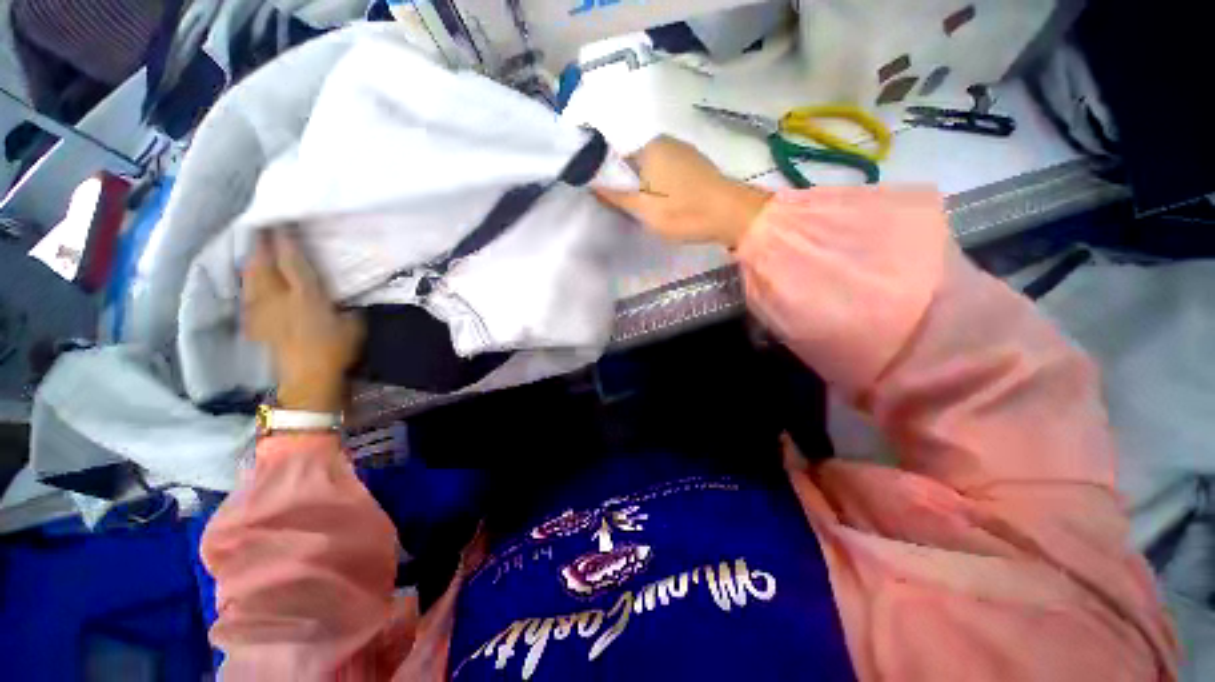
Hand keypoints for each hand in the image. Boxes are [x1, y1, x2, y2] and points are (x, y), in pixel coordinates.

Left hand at [242, 230, 363, 411]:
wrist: (307, 379)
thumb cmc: (335, 351)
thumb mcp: (353, 325)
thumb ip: (345, 307)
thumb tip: (341, 298)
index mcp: (306, 296)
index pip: (292, 261)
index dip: (286, 241)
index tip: (281, 223)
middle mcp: (278, 298)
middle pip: (263, 264)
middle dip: (261, 245)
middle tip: (261, 230)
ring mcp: (263, 310)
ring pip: (251, 278)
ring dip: (252, 262)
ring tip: (254, 251)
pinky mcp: (256, 324)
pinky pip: (249, 295)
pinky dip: (249, 283)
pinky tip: (251, 282)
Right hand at [595, 135, 771, 247]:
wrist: (731, 214)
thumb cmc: (683, 212)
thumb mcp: (644, 209)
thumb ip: (616, 195)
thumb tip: (591, 182)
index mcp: (648, 148)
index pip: (616, 160)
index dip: (611, 182)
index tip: (615, 203)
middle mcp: (664, 141)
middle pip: (634, 163)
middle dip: (630, 184)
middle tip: (635, 211)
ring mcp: (682, 150)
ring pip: (652, 168)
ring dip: (646, 186)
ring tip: (652, 210)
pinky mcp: (695, 162)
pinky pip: (668, 171)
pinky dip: (662, 185)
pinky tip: (669, 202)